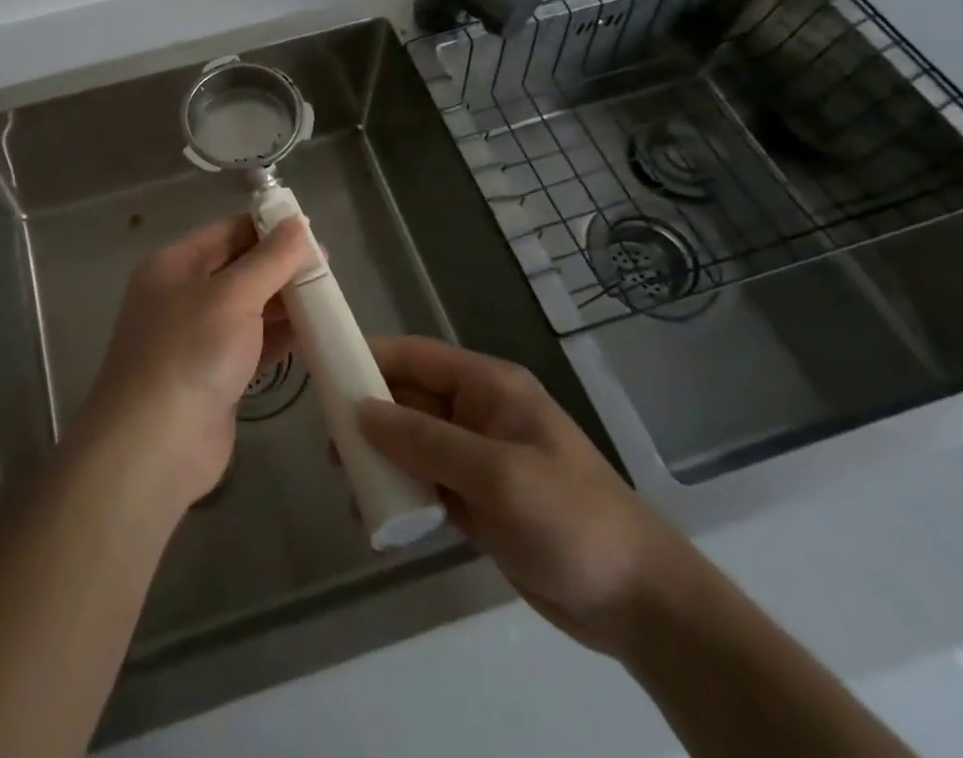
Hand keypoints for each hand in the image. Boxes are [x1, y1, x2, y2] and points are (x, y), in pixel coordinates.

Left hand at [77, 217, 309, 506]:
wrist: (155, 447)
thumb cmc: (190, 354)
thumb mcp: (233, 296)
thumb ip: (269, 260)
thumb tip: (298, 224)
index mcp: (174, 266)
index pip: (226, 232)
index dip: (267, 228)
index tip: (310, 231)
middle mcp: (182, 296)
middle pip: (238, 270)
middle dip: (280, 267)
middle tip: (328, 268)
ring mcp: (197, 339)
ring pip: (248, 309)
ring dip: (284, 303)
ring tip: (329, 297)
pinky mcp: (214, 376)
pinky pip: (252, 345)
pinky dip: (279, 338)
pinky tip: (313, 333)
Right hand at [358, 336, 693, 656]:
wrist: (639, 604)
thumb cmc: (570, 519)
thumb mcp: (496, 474)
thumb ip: (425, 440)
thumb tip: (359, 411)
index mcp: (488, 387)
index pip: (416, 358)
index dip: (370, 358)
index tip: (323, 371)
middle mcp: (477, 413)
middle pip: (408, 399)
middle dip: (367, 415)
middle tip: (328, 444)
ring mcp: (476, 458)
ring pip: (411, 443)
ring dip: (378, 458)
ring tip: (344, 483)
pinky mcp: (476, 500)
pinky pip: (424, 483)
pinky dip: (398, 493)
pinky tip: (373, 515)